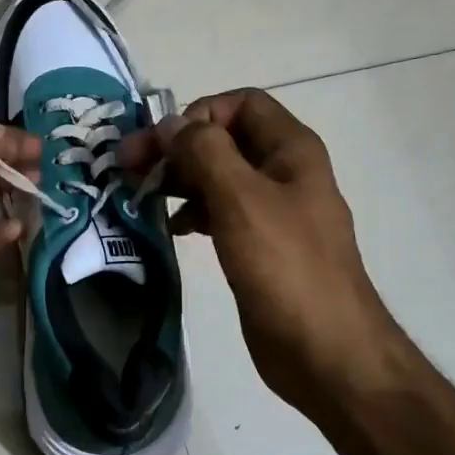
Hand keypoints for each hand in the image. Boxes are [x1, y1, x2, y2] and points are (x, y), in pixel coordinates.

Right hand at [121, 90, 397, 426]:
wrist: (325, 351)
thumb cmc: (286, 268)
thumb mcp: (241, 200)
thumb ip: (204, 153)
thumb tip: (171, 124)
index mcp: (291, 150)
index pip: (241, 103)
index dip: (198, 114)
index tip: (162, 145)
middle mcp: (283, 172)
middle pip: (224, 139)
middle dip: (178, 147)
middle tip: (129, 168)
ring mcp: (272, 211)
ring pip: (219, 176)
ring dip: (180, 179)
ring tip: (142, 196)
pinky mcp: (259, 246)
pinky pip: (221, 212)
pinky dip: (193, 212)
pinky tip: (173, 229)